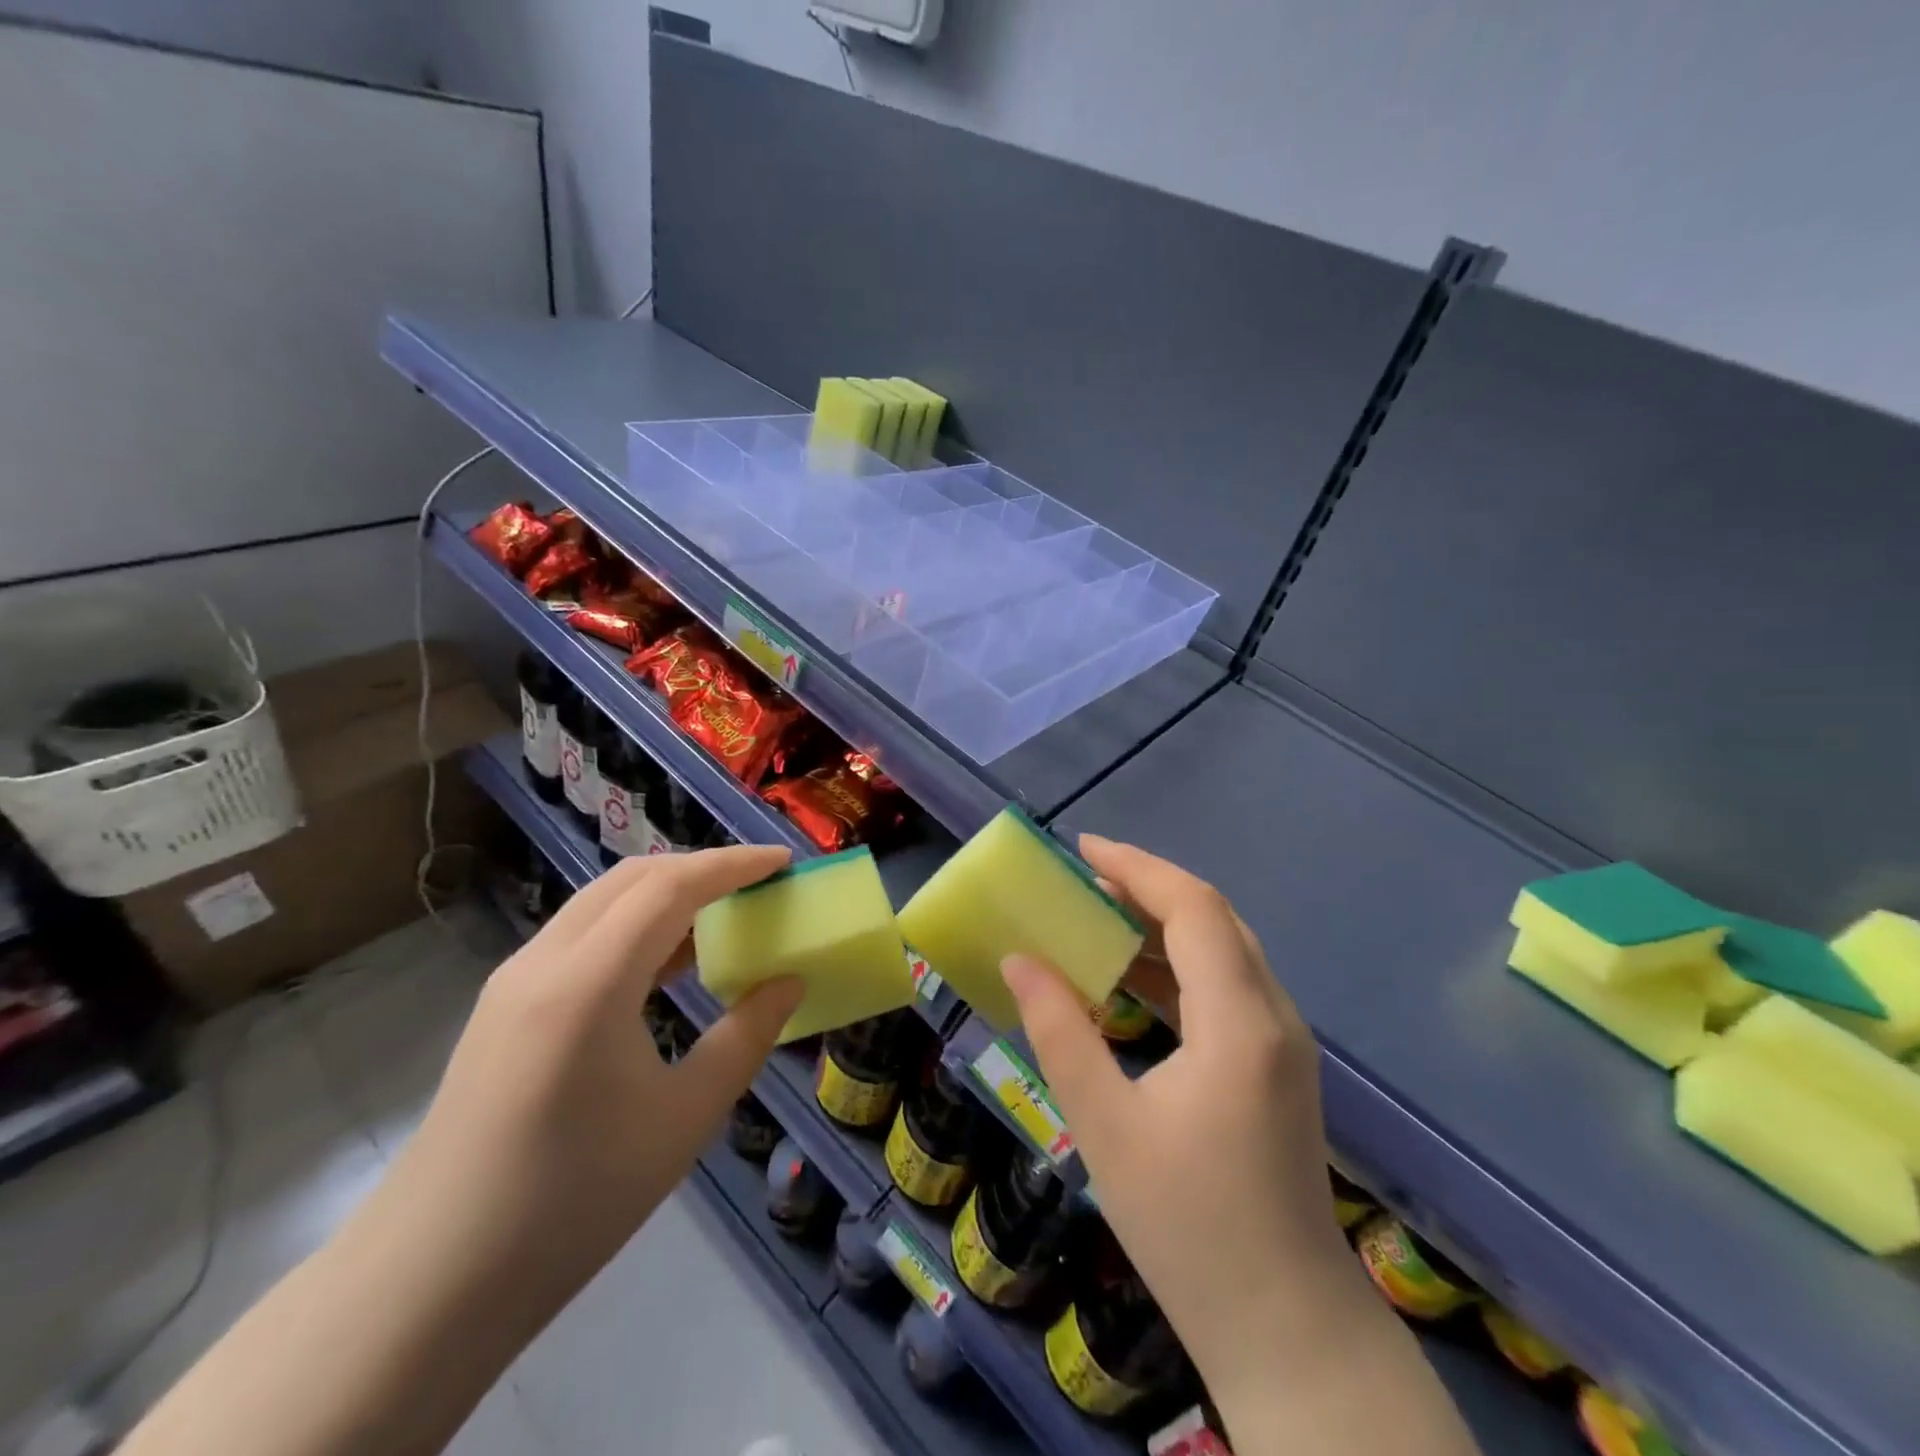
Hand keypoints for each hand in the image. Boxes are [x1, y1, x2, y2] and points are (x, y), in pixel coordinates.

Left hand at [120, 847, 806, 1455]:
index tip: (783, 860)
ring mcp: (514, 980)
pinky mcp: (503, 1005)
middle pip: (631, 878)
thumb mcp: (684, 1118)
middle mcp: (543, 962)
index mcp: (588, 984)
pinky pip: (580, 935)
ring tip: (721, 914)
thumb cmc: (573, 1199)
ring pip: (601, 902)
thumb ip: (746, 1037)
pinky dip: (633, 925)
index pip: (669, 887)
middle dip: (700, 867)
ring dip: (664, 893)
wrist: (431, 1282)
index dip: (732, 864)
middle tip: (757, 882)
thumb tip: (787, 983)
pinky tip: (665, 963)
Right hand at [1003, 837, 1366, 1411]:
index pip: (1192, 908)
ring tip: (1098, 915)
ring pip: (1224, 948)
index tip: (1082, 849)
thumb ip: (1059, 1032)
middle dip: (1148, 885)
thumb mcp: (1105, 1126)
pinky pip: (1226, 985)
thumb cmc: (1189, 1229)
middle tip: (1084, 877)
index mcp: (1239, 1023)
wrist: (1288, 1329)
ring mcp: (1283, 1041)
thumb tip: (1019, 960)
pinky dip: (1178, 964)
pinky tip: (1133, 977)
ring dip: (1162, 922)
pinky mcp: (1278, 1065)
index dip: (1137, 867)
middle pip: (1214, 917)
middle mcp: (1274, 1015)